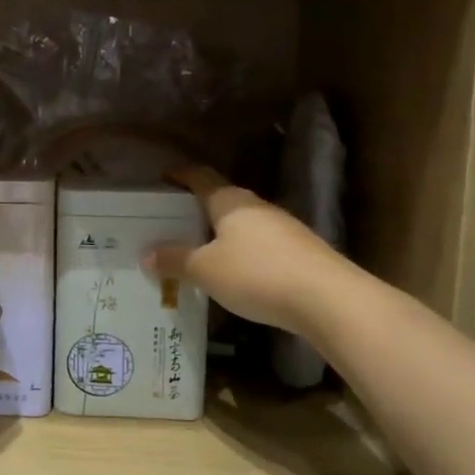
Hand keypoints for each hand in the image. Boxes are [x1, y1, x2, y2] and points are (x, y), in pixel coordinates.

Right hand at [146, 165, 334, 332]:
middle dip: (197, 209)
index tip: (163, 176)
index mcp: (230, 201)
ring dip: (220, 234)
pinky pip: (260, 246)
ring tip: (199, 251)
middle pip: (221, 200)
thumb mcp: (206, 270)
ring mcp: (283, 228)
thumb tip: (147, 253)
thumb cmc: (257, 274)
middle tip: (172, 223)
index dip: (180, 175)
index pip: (200, 177)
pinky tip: (234, 273)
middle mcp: (257, 207)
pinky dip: (241, 254)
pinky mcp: (299, 252)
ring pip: (242, 225)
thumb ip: (176, 260)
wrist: (327, 299)